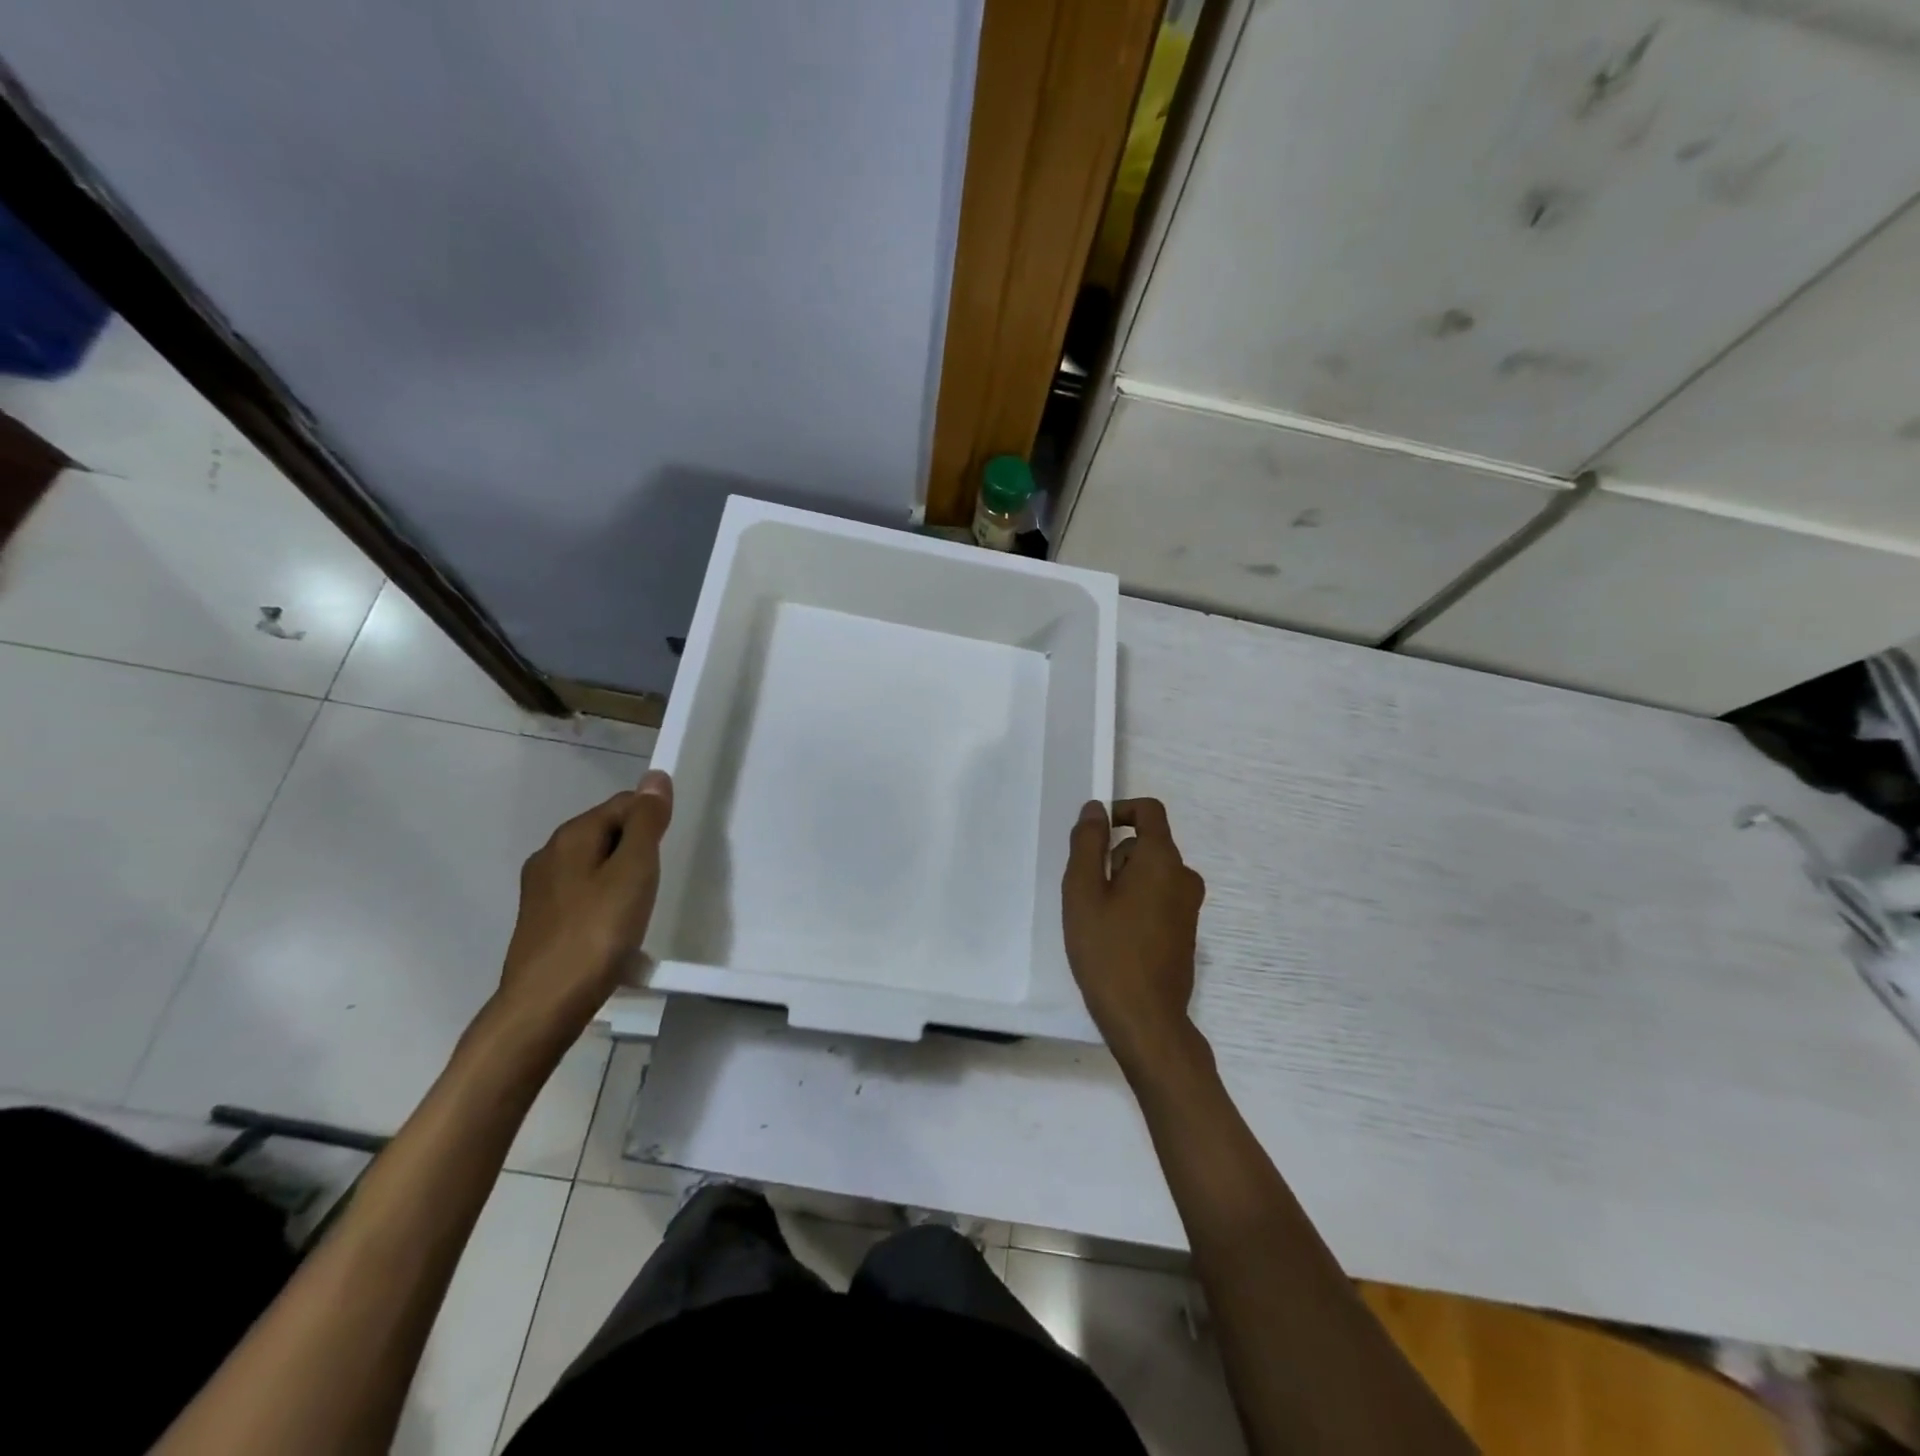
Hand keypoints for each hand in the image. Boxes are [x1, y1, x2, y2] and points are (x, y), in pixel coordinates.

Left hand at [488, 769, 673, 1050]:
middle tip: (662, 878)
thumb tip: (656, 777)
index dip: (652, 819)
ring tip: (644, 904)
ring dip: (623, 875)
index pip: (623, 804)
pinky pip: (585, 893)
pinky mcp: (542, 920)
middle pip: (607, 831)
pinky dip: (607, 899)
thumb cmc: (597, 933)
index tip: (672, 851)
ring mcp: (541, 889)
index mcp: (572, 836)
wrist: (544, 1005)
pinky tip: (618, 927)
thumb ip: (646, 823)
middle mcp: (550, 854)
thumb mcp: (634, 872)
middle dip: (638, 847)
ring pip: (595, 864)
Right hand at [1062, 797, 1206, 1077]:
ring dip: (1123, 884)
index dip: (1120, 811)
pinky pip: (1159, 898)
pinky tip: (1117, 938)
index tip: (1093, 836)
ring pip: (1151, 874)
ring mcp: (1189, 906)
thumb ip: (1087, 843)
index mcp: (1162, 860)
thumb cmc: (1107, 950)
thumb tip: (1095, 809)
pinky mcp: (1187, 931)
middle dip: (1114, 857)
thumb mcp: (1083, 891)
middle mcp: (1184, 876)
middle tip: (1088, 894)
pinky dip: (1137, 904)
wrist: (1145, 1019)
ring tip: (1099, 920)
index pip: (1149, 811)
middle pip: (1146, 845)